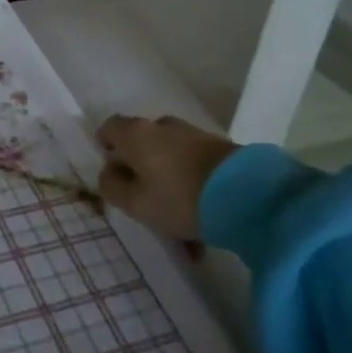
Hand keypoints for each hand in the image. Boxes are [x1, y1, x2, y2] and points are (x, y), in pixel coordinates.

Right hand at [95, 114, 237, 242]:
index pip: (110, 128)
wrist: (246, 194)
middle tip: (140, 198)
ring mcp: (194, 136)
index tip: (109, 169)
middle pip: (141, 144)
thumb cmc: (179, 197)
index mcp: (136, 135)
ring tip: (176, 225)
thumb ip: (112, 186)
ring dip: (167, 184)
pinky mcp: (219, 149)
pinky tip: (199, 223)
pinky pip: (193, 168)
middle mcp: (163, 127)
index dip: (105, 145)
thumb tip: (109, 171)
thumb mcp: (135, 203)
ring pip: (169, 159)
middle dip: (139, 168)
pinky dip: (190, 189)